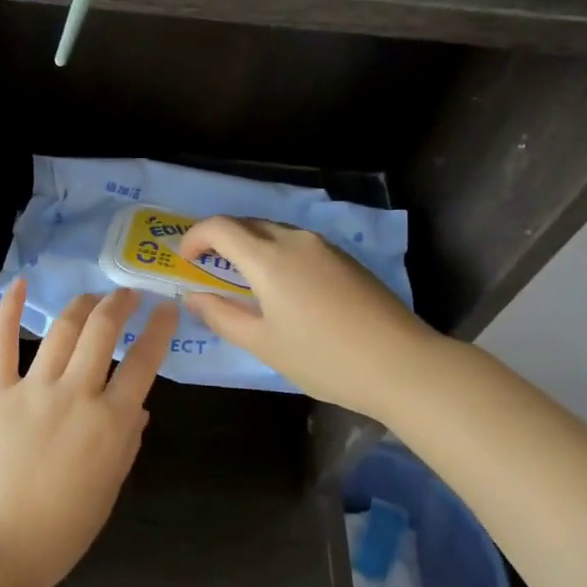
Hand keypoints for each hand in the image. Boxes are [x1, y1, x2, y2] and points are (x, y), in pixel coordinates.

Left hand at [0, 280, 179, 586]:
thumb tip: (138, 408)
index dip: (159, 328)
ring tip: (94, 295)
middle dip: (121, 303)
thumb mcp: (109, 489)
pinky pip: (2, 344)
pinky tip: (21, 284)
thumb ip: (127, 442)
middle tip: (130, 294)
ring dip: (83, 304)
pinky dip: (10, 310)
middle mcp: (76, 394)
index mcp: (111, 422)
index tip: (167, 308)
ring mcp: (33, 389)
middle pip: (103, 331)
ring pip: (63, 330)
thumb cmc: (62, 529)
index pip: (144, 361)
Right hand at [178, 217, 436, 418]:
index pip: (219, 227)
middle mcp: (294, 239)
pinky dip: (274, 254)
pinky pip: (296, 243)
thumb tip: (193, 296)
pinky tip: (281, 287)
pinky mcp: (343, 258)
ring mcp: (322, 246)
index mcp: (268, 257)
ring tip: (242, 280)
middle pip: (245, 223)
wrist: (401, 363)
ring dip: (248, 246)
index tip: (185, 261)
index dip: (194, 237)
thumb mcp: (263, 343)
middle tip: (207, 270)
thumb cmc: (323, 358)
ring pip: (272, 231)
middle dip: (219, 240)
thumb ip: (222, 315)